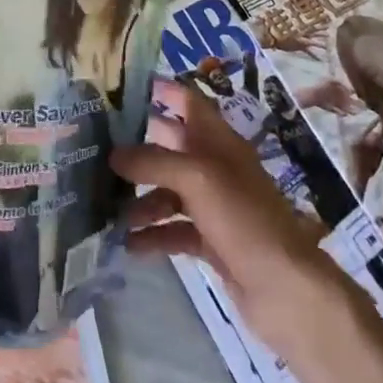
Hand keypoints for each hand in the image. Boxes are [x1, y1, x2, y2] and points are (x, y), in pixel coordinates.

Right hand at [112, 81, 357, 353]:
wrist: (289, 293)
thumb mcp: (198, 180)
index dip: (158, 90)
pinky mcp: (212, 242)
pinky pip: (174, 230)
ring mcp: (215, 207)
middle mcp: (216, 168)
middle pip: (170, 146)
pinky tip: (127, 244)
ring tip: (107, 208)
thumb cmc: (245, 221)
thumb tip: (112, 154)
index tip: (118, 88)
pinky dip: (152, 235)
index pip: (186, 102)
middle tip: (94, 149)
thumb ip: (154, 161)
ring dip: (140, 198)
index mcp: (219, 142)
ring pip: (168, 191)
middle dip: (136, 148)